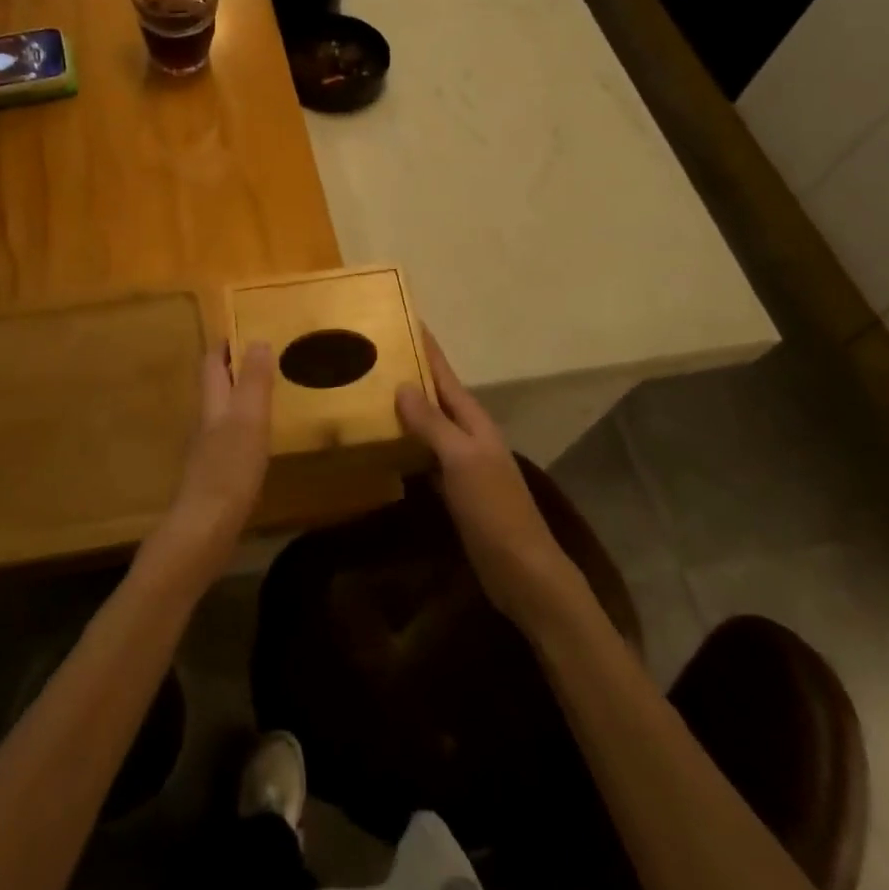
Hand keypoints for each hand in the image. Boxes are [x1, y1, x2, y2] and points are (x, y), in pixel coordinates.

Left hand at [151, 342, 273, 582]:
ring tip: (265, 395)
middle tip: (262, 359)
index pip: (212, 364)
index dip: (224, 346)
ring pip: (221, 414)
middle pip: (215, 388)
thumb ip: (254, 382)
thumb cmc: (229, 469)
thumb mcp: (249, 420)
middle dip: (233, 370)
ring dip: (239, 400)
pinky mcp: (214, 476)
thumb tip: (258, 340)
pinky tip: (258, 442)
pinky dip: (243, 430)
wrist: (204, 529)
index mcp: (212, 405)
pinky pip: (228, 441)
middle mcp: (205, 423)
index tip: (243, 329)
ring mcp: (207, 451)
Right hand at [396, 328, 583, 625]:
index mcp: (473, 421)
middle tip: (371, 356)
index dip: (427, 349)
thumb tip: (402, 385)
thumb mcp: (461, 460)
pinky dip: (404, 445)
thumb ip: (433, 423)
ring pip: (427, 426)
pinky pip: (423, 456)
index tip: (405, 320)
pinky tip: (383, 446)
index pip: (445, 375)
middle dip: (409, 375)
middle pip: (435, 397)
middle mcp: (467, 435)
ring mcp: (461, 464)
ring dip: (404, 410)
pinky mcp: (453, 490)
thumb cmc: (493, 509)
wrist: (520, 569)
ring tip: (368, 393)